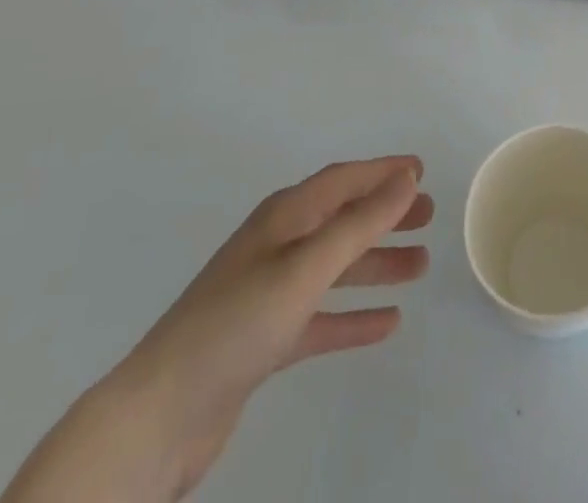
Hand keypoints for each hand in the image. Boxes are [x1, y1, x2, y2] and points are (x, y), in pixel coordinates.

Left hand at [0, 156, 430, 502]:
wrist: (157, 418)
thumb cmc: (237, 323)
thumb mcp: (306, 266)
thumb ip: (360, 222)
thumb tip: (407, 177)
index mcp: (284, 217)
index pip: (343, 180)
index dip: (382, 172)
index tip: (421, 169)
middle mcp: (278, 246)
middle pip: (342, 219)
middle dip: (386, 214)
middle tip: (429, 216)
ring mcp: (269, 294)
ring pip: (336, 268)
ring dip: (377, 264)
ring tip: (420, 267)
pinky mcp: (264, 341)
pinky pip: (321, 317)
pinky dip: (353, 316)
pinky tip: (387, 324)